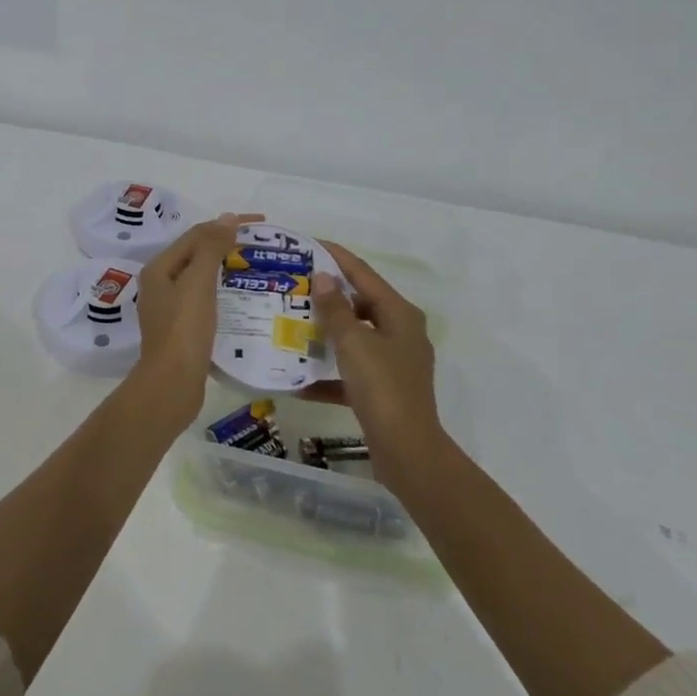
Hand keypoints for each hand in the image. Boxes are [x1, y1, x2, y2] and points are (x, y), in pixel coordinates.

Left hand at [130, 214, 249, 397]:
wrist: (172, 385)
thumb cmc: (184, 330)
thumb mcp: (198, 283)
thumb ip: (210, 248)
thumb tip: (227, 218)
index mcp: (159, 269)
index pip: (196, 235)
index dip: (227, 225)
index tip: (261, 224)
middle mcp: (161, 285)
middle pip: (197, 254)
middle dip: (228, 245)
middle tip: (262, 245)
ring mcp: (170, 309)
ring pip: (202, 278)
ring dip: (228, 269)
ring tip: (258, 268)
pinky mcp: (182, 329)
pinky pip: (206, 300)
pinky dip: (225, 293)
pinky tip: (245, 299)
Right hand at [309, 243, 442, 453]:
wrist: (406, 450)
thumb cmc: (382, 387)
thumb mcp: (353, 343)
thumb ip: (335, 309)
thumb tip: (324, 277)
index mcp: (400, 315)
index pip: (364, 274)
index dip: (337, 257)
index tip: (308, 244)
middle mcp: (400, 333)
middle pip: (359, 305)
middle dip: (327, 297)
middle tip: (293, 286)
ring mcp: (393, 363)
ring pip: (353, 339)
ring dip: (324, 334)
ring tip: (290, 325)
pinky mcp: (382, 390)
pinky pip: (349, 373)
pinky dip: (327, 375)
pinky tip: (297, 380)